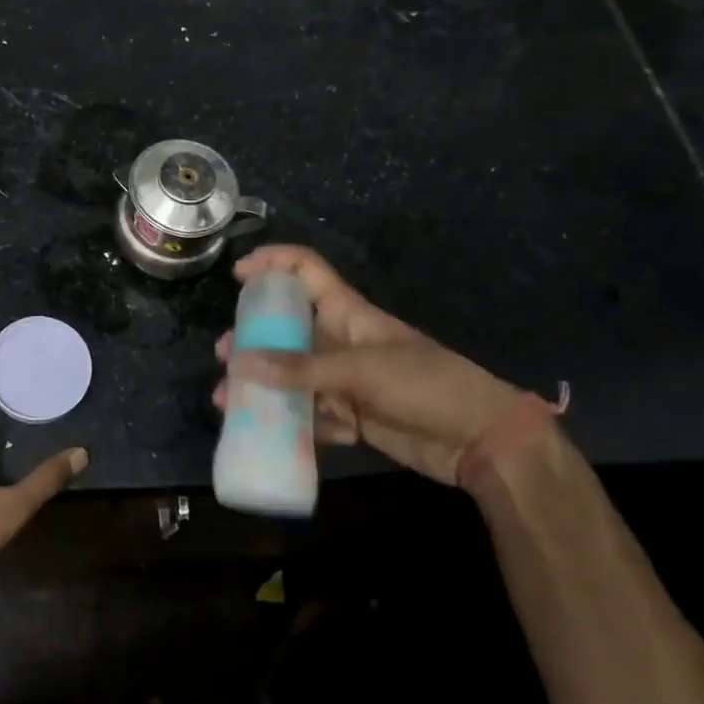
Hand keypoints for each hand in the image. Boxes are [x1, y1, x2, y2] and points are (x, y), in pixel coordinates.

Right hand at [212, 245, 536, 485]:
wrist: (479, 440)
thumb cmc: (424, 384)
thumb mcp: (360, 371)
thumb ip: (299, 369)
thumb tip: (238, 363)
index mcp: (346, 312)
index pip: (305, 270)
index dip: (272, 263)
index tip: (238, 275)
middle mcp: (340, 340)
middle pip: (287, 329)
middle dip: (253, 340)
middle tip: (225, 357)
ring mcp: (345, 380)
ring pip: (293, 376)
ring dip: (264, 389)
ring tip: (229, 403)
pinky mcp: (352, 415)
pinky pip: (312, 414)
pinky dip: (298, 424)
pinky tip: (285, 437)